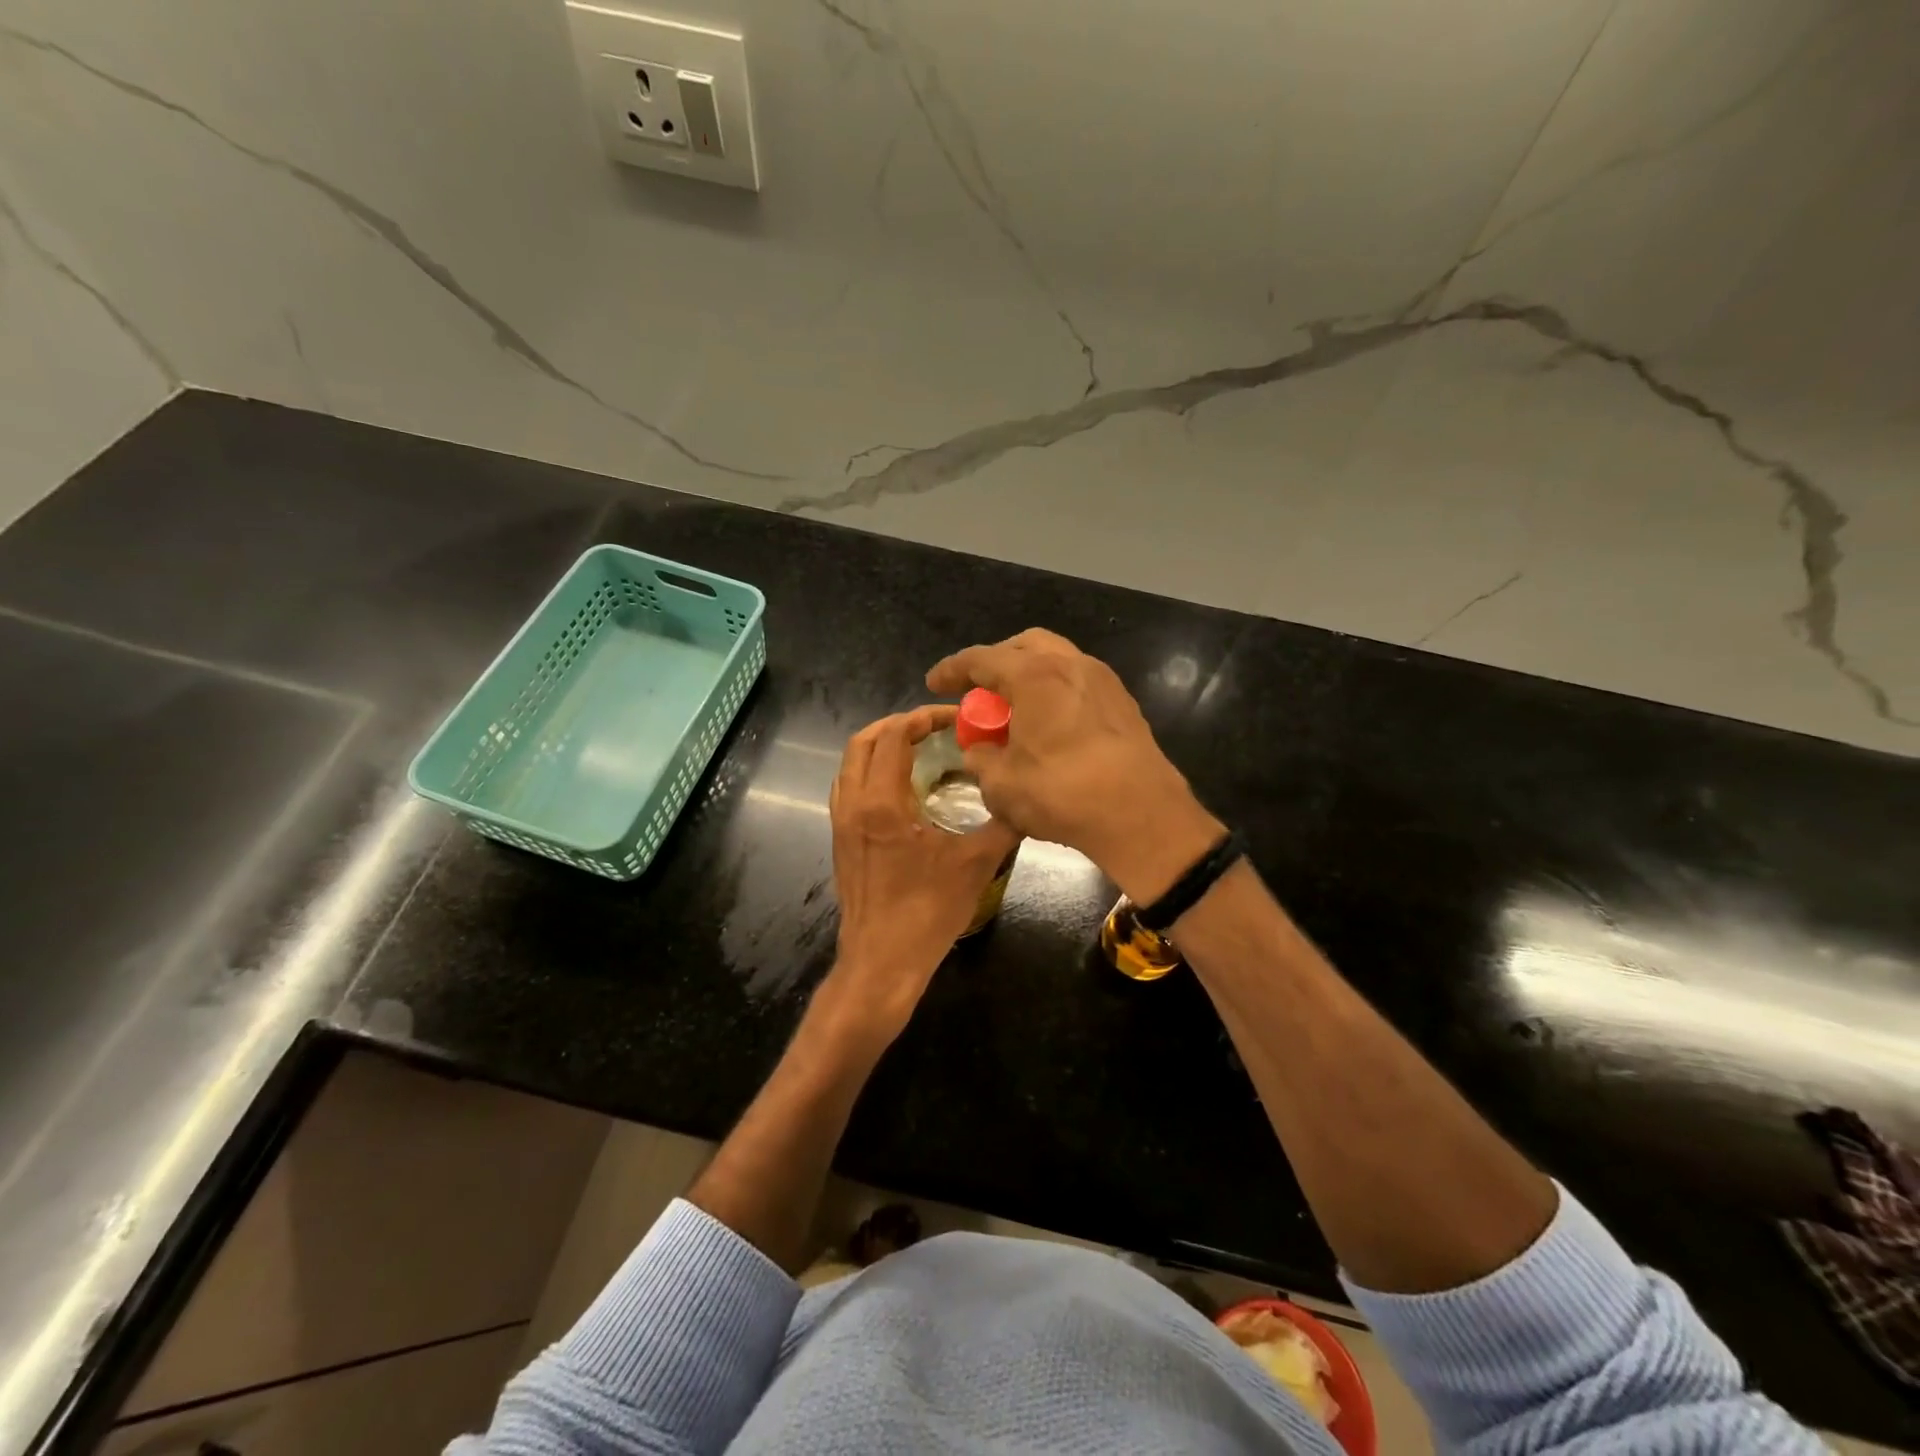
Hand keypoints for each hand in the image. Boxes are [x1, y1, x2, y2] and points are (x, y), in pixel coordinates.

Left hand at [822, 706, 1019, 1043]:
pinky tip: (900, 787)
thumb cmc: (927, 912)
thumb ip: (1003, 824)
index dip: (922, 718)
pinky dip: (869, 771)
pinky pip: (848, 787)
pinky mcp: (841, 840)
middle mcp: (854, 805)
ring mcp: (842, 823)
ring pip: (850, 764)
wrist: (881, 962)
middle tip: (934, 727)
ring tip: (917, 749)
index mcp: (882, 803)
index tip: (953, 718)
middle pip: (864, 742)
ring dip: (880, 746)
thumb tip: (1026, 796)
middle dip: (898, 725)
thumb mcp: (975, 863)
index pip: (894, 736)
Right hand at [926, 629, 1221, 902]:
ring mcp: (1103, 680)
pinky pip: (1078, 683)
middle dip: (996, 663)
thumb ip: (980, 760)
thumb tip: (979, 753)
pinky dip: (1055, 692)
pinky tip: (1049, 724)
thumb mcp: (1002, 784)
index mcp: (1034, 674)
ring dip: (1029, 676)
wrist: (1141, 815)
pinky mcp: (1124, 703)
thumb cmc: (1062, 793)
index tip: (935, 682)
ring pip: (1056, 661)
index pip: (981, 659)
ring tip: (1014, 708)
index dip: (952, 670)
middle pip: (1023, 646)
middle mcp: (1070, 664)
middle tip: (979, 691)